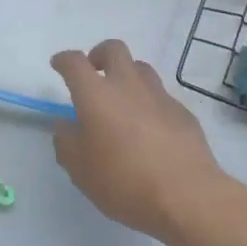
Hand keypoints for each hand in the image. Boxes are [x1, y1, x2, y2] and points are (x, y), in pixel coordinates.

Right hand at [51, 39, 236, 242]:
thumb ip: (66, 141)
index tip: (59, 65)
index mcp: (96, 95)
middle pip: (114, 49)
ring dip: (127, 75)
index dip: (64, 60)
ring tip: (122, 100)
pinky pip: (161, 96)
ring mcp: (159, 96)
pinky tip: (149, 129)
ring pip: (141, 68)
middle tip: (94, 73)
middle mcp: (128, 85)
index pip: (75, 62)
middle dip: (99, 54)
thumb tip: (67, 124)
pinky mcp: (183, 113)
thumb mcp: (79, 169)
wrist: (187, 196)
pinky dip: (149, 102)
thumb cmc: (124, 181)